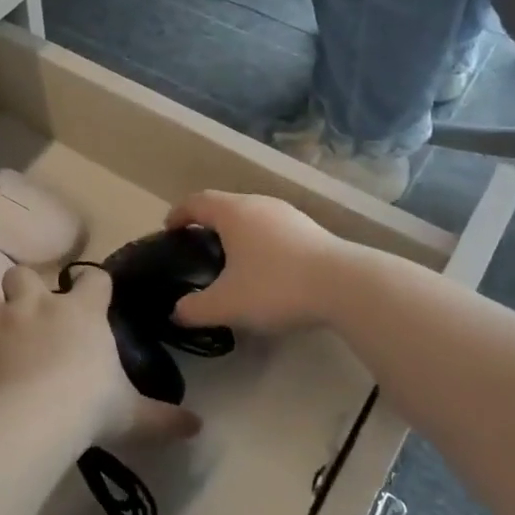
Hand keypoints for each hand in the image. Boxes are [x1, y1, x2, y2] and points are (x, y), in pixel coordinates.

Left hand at [0, 266, 200, 446]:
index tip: (95, 293)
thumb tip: (197, 428)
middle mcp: (38, 306)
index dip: (94, 283)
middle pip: (23, 273)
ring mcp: (0, 323)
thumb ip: (163, 418)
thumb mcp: (133, 414)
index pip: (93, 278)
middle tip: (32, 313)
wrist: (32, 418)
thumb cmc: (89, 405)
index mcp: (82, 312)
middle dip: (24, 287)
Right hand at [167, 191, 345, 333]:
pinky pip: (273, 229)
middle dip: (207, 223)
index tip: (168, 229)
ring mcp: (288, 214)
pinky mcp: (311, 230)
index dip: (178, 213)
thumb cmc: (275, 286)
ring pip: (251, 216)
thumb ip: (195, 308)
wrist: (346, 286)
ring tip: (230, 259)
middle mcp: (258, 204)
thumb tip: (176, 312)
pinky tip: (265, 269)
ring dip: (236, 232)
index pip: (196, 202)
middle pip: (224, 205)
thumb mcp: (227, 304)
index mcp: (233, 212)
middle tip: (197, 247)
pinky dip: (260, 242)